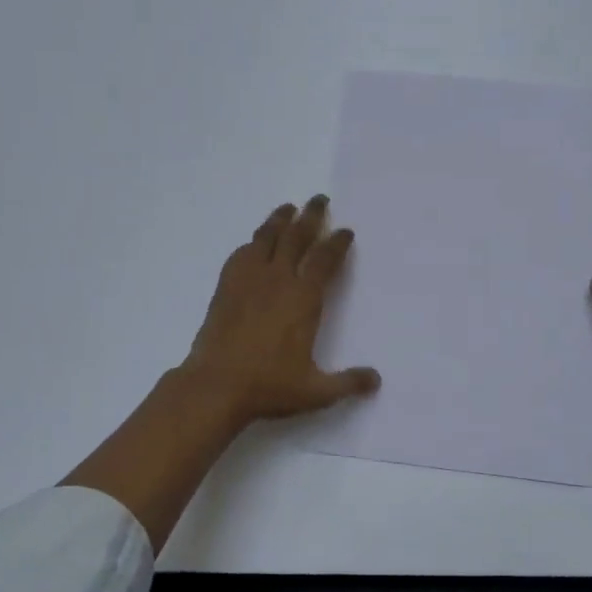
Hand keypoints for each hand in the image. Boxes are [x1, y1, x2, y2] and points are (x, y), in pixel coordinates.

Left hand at [181, 195, 380, 425]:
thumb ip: (347, 382)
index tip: (345, 231)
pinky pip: (241, 255)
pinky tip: (254, 243)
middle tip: (319, 199)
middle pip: (296, 237)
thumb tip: (376, 380)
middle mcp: (278, 280)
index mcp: (303, 298)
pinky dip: (252, 243)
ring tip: (288, 208)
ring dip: (279, 220)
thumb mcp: (316, 391)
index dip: (337, 243)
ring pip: (266, 238)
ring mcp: (248, 280)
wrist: (215, 386)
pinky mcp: (225, 288)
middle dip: (310, 216)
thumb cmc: (269, 386)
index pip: (324, 259)